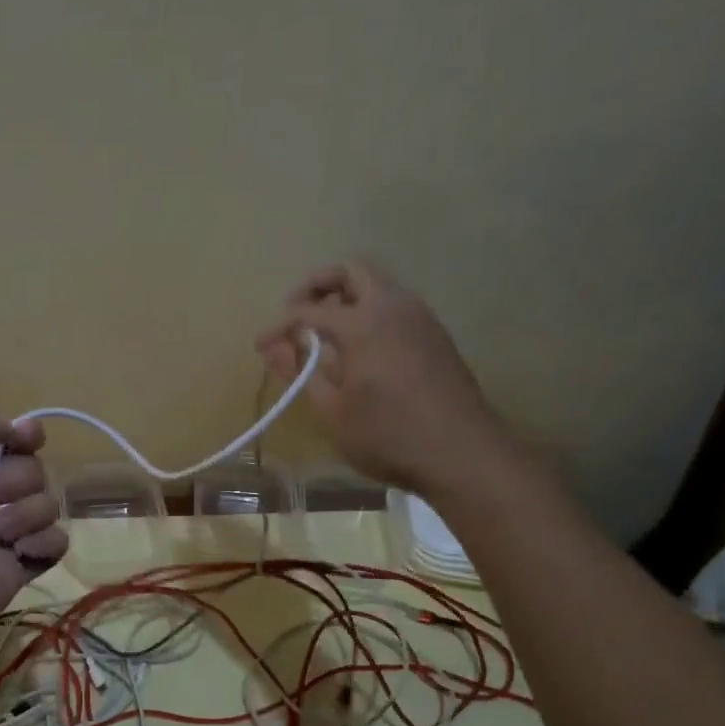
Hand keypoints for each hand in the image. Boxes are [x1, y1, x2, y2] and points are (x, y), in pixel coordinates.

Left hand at [0, 398, 67, 659]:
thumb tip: (9, 429)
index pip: (9, 440)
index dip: (25, 436)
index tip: (27, 439)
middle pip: (34, 470)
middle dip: (17, 479)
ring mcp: (3, 534)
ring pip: (47, 505)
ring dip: (27, 514)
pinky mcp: (20, 567)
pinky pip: (56, 543)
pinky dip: (43, 543)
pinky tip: (17, 552)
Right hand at [257, 259, 522, 498]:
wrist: (463, 455)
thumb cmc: (388, 436)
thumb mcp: (333, 410)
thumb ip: (302, 371)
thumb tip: (277, 348)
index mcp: (364, 323)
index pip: (308, 311)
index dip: (280, 326)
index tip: (261, 346)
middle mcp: (395, 307)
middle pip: (351, 270)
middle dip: (317, 286)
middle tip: (296, 314)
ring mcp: (421, 319)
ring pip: (378, 285)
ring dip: (346, 297)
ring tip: (323, 334)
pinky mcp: (435, 336)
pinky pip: (395, 306)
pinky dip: (369, 313)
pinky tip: (358, 350)